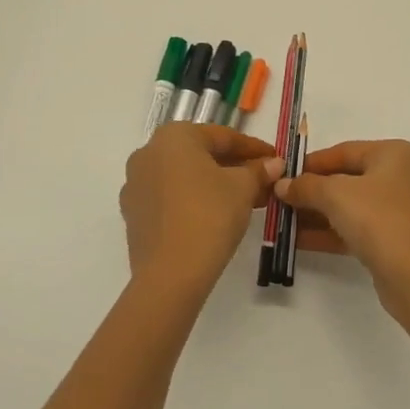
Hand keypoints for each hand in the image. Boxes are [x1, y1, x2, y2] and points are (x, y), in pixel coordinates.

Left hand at [121, 124, 283, 301]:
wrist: (170, 273)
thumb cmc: (210, 215)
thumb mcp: (243, 188)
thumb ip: (258, 171)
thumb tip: (273, 164)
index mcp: (174, 136)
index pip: (223, 136)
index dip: (253, 148)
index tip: (275, 159)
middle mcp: (148, 152)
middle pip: (201, 155)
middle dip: (234, 167)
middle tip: (263, 180)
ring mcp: (136, 184)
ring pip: (185, 177)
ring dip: (215, 184)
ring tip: (246, 200)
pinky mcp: (134, 214)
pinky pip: (170, 197)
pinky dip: (194, 200)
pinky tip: (217, 215)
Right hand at [275, 140, 409, 316]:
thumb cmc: (379, 219)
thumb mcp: (335, 195)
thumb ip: (306, 186)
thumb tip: (282, 185)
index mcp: (393, 154)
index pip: (343, 151)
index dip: (310, 163)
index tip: (282, 175)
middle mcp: (400, 177)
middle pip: (346, 179)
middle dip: (311, 191)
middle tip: (279, 200)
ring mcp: (399, 211)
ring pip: (350, 206)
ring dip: (317, 214)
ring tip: (282, 222)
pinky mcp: (395, 240)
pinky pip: (356, 229)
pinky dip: (330, 232)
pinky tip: (298, 241)